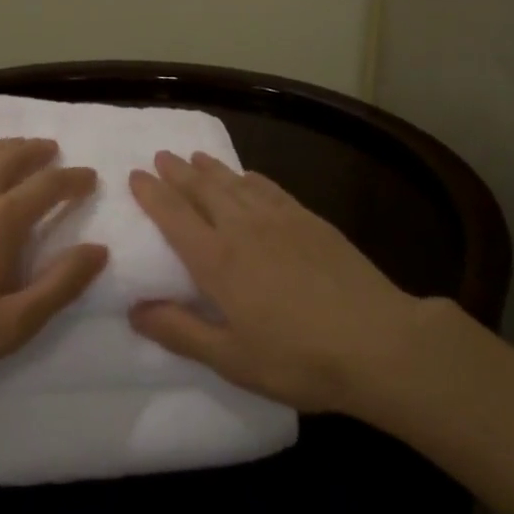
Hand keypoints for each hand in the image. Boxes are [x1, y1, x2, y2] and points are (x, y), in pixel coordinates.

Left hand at [0, 137, 105, 400]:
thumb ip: (60, 284)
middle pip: (12, 157)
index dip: (73, 179)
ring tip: (19, 145)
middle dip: (38, 151)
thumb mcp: (13, 324)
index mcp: (1, 220)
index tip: (90, 178)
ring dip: (4, 145)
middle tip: (53, 150)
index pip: (48, 186)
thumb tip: (98, 249)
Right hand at [128, 150, 426, 414]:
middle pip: (203, 190)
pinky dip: (252, 178)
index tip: (135, 175)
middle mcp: (243, 228)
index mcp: (217, 260)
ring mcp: (279, 220)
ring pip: (235, 183)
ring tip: (195, 157)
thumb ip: (181, 332)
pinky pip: (271, 188)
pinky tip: (249, 175)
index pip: (174, 216)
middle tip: (161, 155)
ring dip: (211, 168)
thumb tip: (134, 310)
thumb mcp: (232, 358)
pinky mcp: (310, 220)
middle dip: (178, 172)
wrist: (379, 342)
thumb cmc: (299, 358)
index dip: (152, 194)